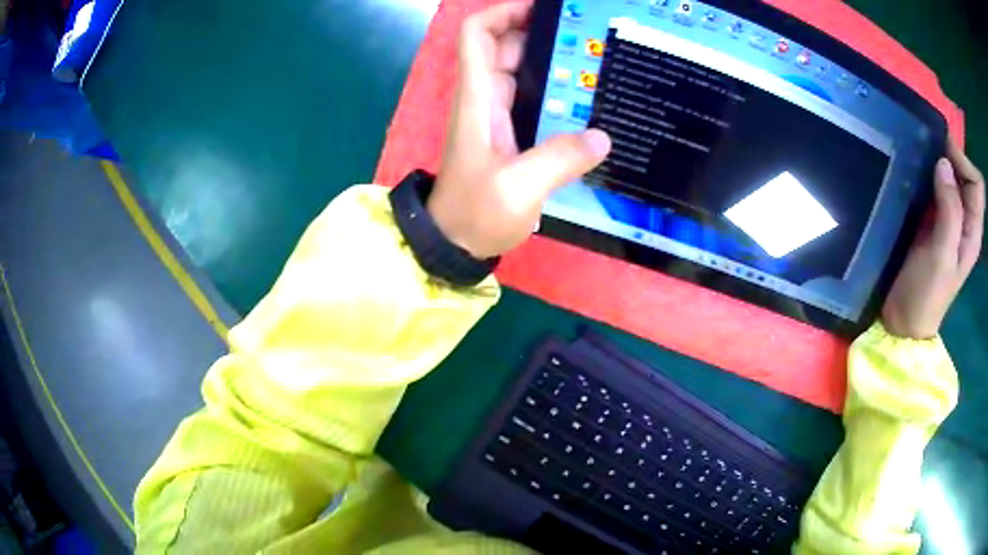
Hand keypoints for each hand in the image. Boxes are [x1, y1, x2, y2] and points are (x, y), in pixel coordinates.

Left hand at [428, 1, 610, 258]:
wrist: (455, 243)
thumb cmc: (475, 212)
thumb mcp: (518, 188)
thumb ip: (559, 160)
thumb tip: (602, 137)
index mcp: (479, 97)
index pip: (478, 35)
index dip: (504, 12)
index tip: (544, 9)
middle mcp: (487, 98)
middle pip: (508, 46)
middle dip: (545, 34)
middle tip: (592, 37)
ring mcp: (499, 116)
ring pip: (525, 72)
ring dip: (556, 63)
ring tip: (599, 63)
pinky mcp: (512, 135)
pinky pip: (536, 99)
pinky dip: (559, 93)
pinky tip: (589, 102)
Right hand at [882, 141, 984, 338]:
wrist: (903, 320)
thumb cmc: (926, 294)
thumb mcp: (942, 257)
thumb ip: (949, 212)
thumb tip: (944, 163)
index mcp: (972, 231)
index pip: (976, 184)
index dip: (964, 162)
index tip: (943, 151)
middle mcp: (964, 221)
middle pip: (964, 176)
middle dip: (951, 157)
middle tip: (929, 146)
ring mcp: (947, 219)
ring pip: (950, 178)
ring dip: (938, 162)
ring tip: (920, 154)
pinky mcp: (930, 219)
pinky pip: (934, 186)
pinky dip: (926, 174)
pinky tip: (914, 171)